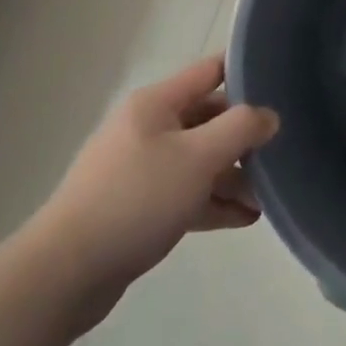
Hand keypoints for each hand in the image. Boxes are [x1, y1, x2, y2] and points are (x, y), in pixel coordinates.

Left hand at [33, 56, 279, 291]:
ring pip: (198, 161)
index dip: (245, 73)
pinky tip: (243, 219)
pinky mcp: (136, 207)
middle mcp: (147, 127)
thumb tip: (269, 116)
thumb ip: (240, 129)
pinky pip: (184, 193)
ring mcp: (139, 168)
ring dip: (232, 176)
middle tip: (279, 156)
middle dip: (243, 138)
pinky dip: (212, 201)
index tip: (281, 86)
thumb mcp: (198, 158)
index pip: (210, 71)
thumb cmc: (136, 199)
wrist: (65, 273)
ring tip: (265, 200)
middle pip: (207, 118)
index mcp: (156, 103)